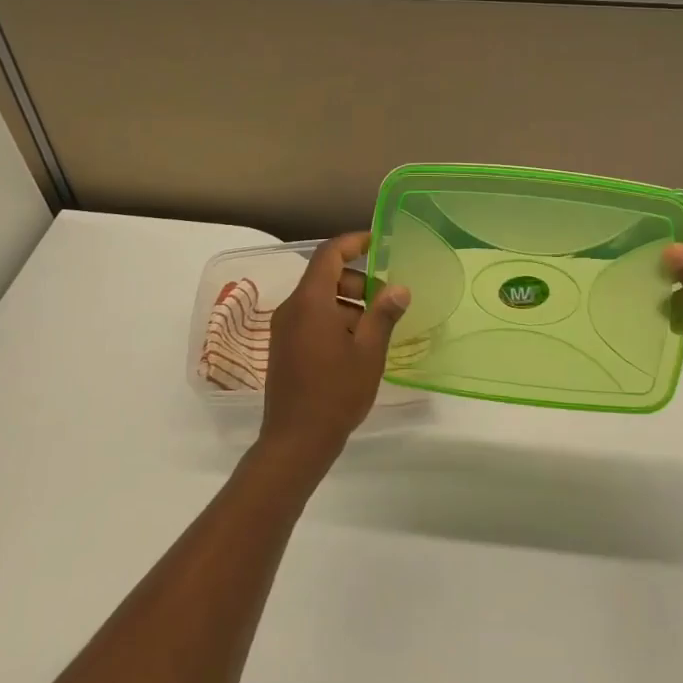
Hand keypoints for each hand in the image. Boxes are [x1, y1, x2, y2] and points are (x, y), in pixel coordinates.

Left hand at [261, 233, 410, 464]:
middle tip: (385, 301)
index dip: (353, 242)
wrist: (295, 441)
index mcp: (311, 302)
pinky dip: (334, 319)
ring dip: (348, 303)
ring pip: (318, 300)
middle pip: (325, 277)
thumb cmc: (336, 393)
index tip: (378, 241)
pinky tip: (355, 346)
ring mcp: (284, 329)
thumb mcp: (369, 353)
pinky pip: (310, 318)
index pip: (329, 254)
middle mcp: (292, 308)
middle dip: (357, 281)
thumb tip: (399, 287)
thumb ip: (384, 314)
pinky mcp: (283, 347)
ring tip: (374, 329)